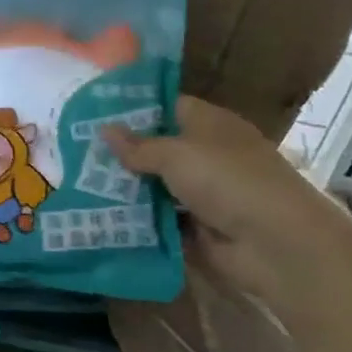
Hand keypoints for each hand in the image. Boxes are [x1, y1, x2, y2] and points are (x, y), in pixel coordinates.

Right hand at [102, 95, 351, 306]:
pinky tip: (100, 215)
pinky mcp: (199, 226)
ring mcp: (204, 192)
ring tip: (78, 183)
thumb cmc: (228, 181)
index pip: (167, 106)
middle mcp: (208, 153)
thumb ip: (138, 145)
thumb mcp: (176, 154)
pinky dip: (138, 218)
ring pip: (156, 184)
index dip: (133, 108)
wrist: (277, 245)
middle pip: (158, 147)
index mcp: (210, 124)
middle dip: (121, 151)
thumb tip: (104, 129)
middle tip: (74, 150)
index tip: (92, 112)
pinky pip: (161, 217)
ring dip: (126, 187)